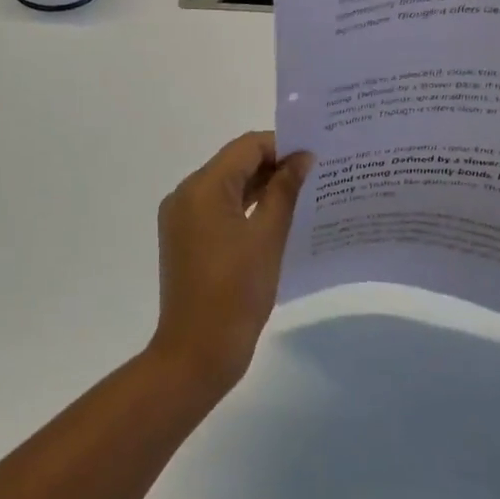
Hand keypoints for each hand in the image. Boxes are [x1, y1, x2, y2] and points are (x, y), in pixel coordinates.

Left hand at [150, 132, 312, 397]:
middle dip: (274, 166)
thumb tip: (302, 158)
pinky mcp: (186, 240)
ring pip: (227, 188)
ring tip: (304, 194)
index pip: (246, 147)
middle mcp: (185, 195)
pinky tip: (278, 217)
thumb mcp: (268, 237)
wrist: (197, 352)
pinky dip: (246, 208)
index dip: (282, 146)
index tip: (316, 157)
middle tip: (316, 174)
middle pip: (234, 164)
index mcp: (202, 188)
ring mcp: (182, 219)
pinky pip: (218, 210)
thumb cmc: (236, 292)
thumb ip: (285, 191)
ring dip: (261, 187)